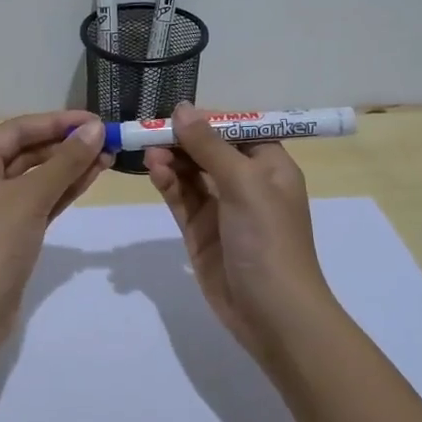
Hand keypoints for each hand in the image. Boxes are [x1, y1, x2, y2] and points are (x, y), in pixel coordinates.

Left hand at [0, 111, 111, 340]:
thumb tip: (96, 129)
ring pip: (36, 178)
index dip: (58, 122)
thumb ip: (65, 162)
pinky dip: (63, 190)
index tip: (96, 120)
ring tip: (108, 155)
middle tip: (108, 139)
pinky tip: (91, 177)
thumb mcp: (30, 197)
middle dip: (67, 145)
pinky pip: (39, 201)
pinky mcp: (10, 233)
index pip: (18, 130)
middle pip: (27, 151)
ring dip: (69, 167)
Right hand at [144, 103, 337, 364]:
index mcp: (270, 166)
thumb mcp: (243, 183)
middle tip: (150, 132)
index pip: (237, 130)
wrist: (272, 313)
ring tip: (149, 153)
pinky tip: (154, 171)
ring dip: (172, 160)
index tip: (176, 112)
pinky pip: (182, 199)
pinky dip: (168, 183)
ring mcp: (222, 209)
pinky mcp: (200, 232)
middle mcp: (247, 183)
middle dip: (183, 140)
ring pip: (192, 173)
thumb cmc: (268, 239)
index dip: (208, 119)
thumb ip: (210, 146)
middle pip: (210, 150)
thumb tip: (182, 108)